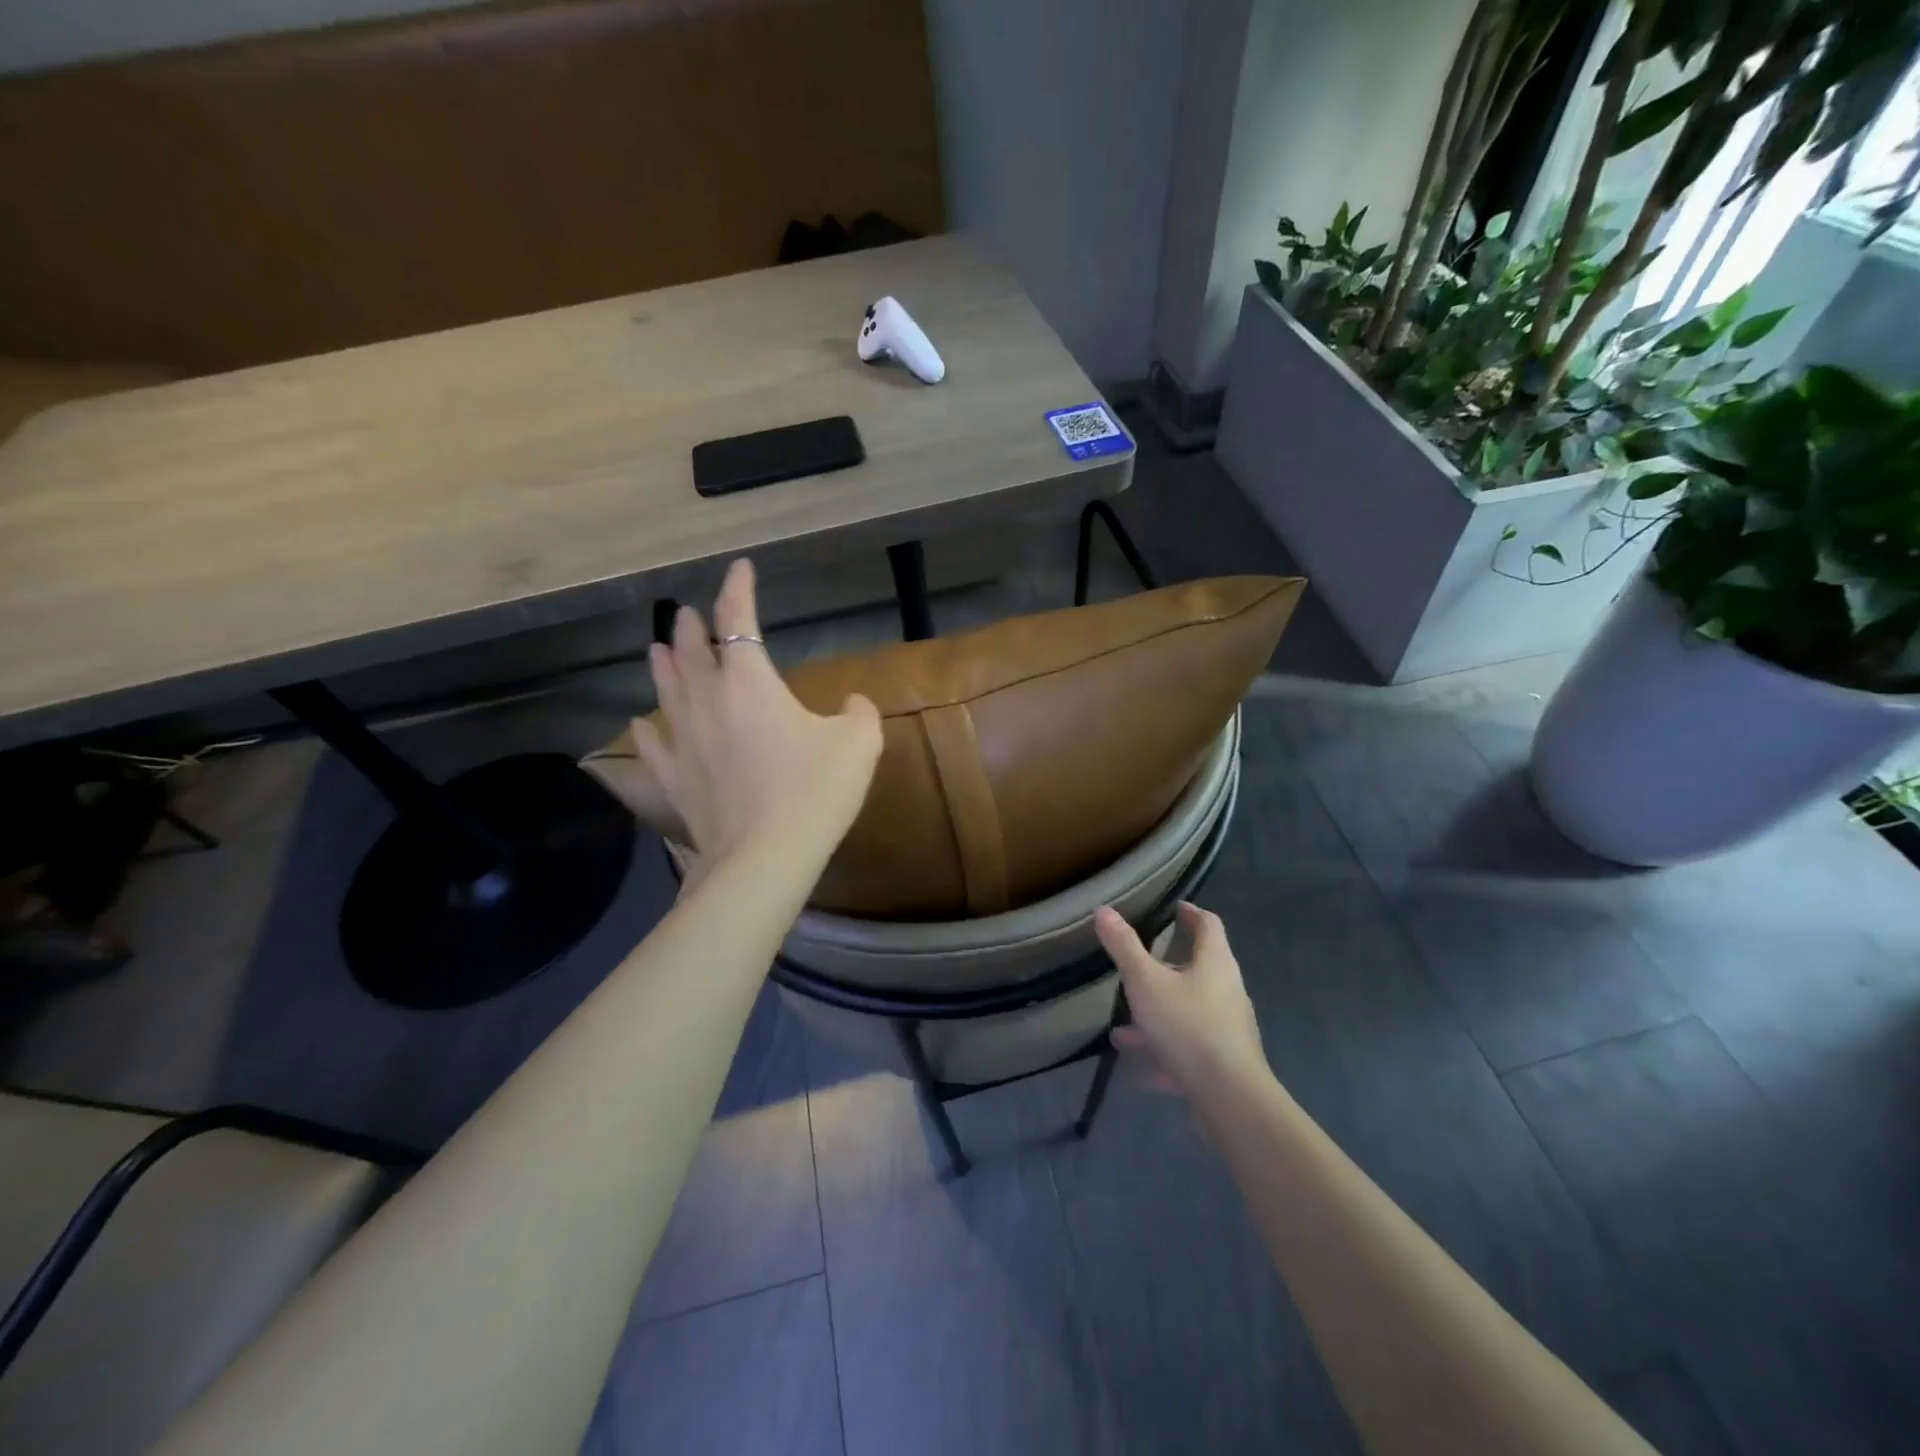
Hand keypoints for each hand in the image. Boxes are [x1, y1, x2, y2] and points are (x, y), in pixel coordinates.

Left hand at [631, 559, 881, 879]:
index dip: (739, 590)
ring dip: (663, 664)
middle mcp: (708, 701)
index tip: (740, 568)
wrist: (765, 856)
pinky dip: (648, 728)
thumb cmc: (815, 791)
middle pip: (691, 651)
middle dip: (691, 626)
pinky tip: (642, 723)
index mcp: (750, 682)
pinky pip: (654, 744)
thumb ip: (858, 713)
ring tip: (657, 647)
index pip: (739, 621)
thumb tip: (852, 704)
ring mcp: (685, 740)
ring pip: (666, 690)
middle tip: (687, 613)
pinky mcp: (675, 778)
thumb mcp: (859, 743)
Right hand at [1094, 902, 1268, 1101]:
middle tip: (1139, 965)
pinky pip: (1188, 1049)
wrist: (1230, 1099)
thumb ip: (1124, 947)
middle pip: (1199, 969)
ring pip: (1188, 1012)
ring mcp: (1227, 1028)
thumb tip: (1103, 910)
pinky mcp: (1222, 1062)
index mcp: (1215, 963)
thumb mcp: (1146, 982)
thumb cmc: (1188, 1026)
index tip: (1174, 908)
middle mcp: (1227, 991)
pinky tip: (1138, 1069)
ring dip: (1158, 1014)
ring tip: (1122, 1027)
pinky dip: (1163, 1052)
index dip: (1190, 913)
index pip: (1208, 925)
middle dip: (1167, 967)